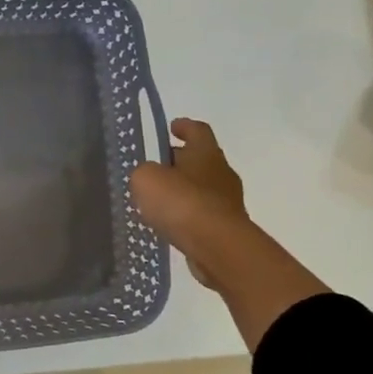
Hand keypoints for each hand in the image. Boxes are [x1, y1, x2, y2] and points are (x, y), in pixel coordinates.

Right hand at [130, 118, 250, 287]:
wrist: (217, 246)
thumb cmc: (182, 202)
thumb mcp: (147, 179)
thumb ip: (144, 172)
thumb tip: (149, 176)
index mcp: (206, 152)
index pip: (198, 130)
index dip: (184, 126)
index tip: (172, 127)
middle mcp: (222, 172)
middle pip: (200, 159)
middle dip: (180, 161)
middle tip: (157, 167)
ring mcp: (228, 202)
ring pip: (202, 188)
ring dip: (183, 190)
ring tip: (158, 199)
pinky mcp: (227, 228)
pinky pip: (202, 214)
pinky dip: (187, 214)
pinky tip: (170, 223)